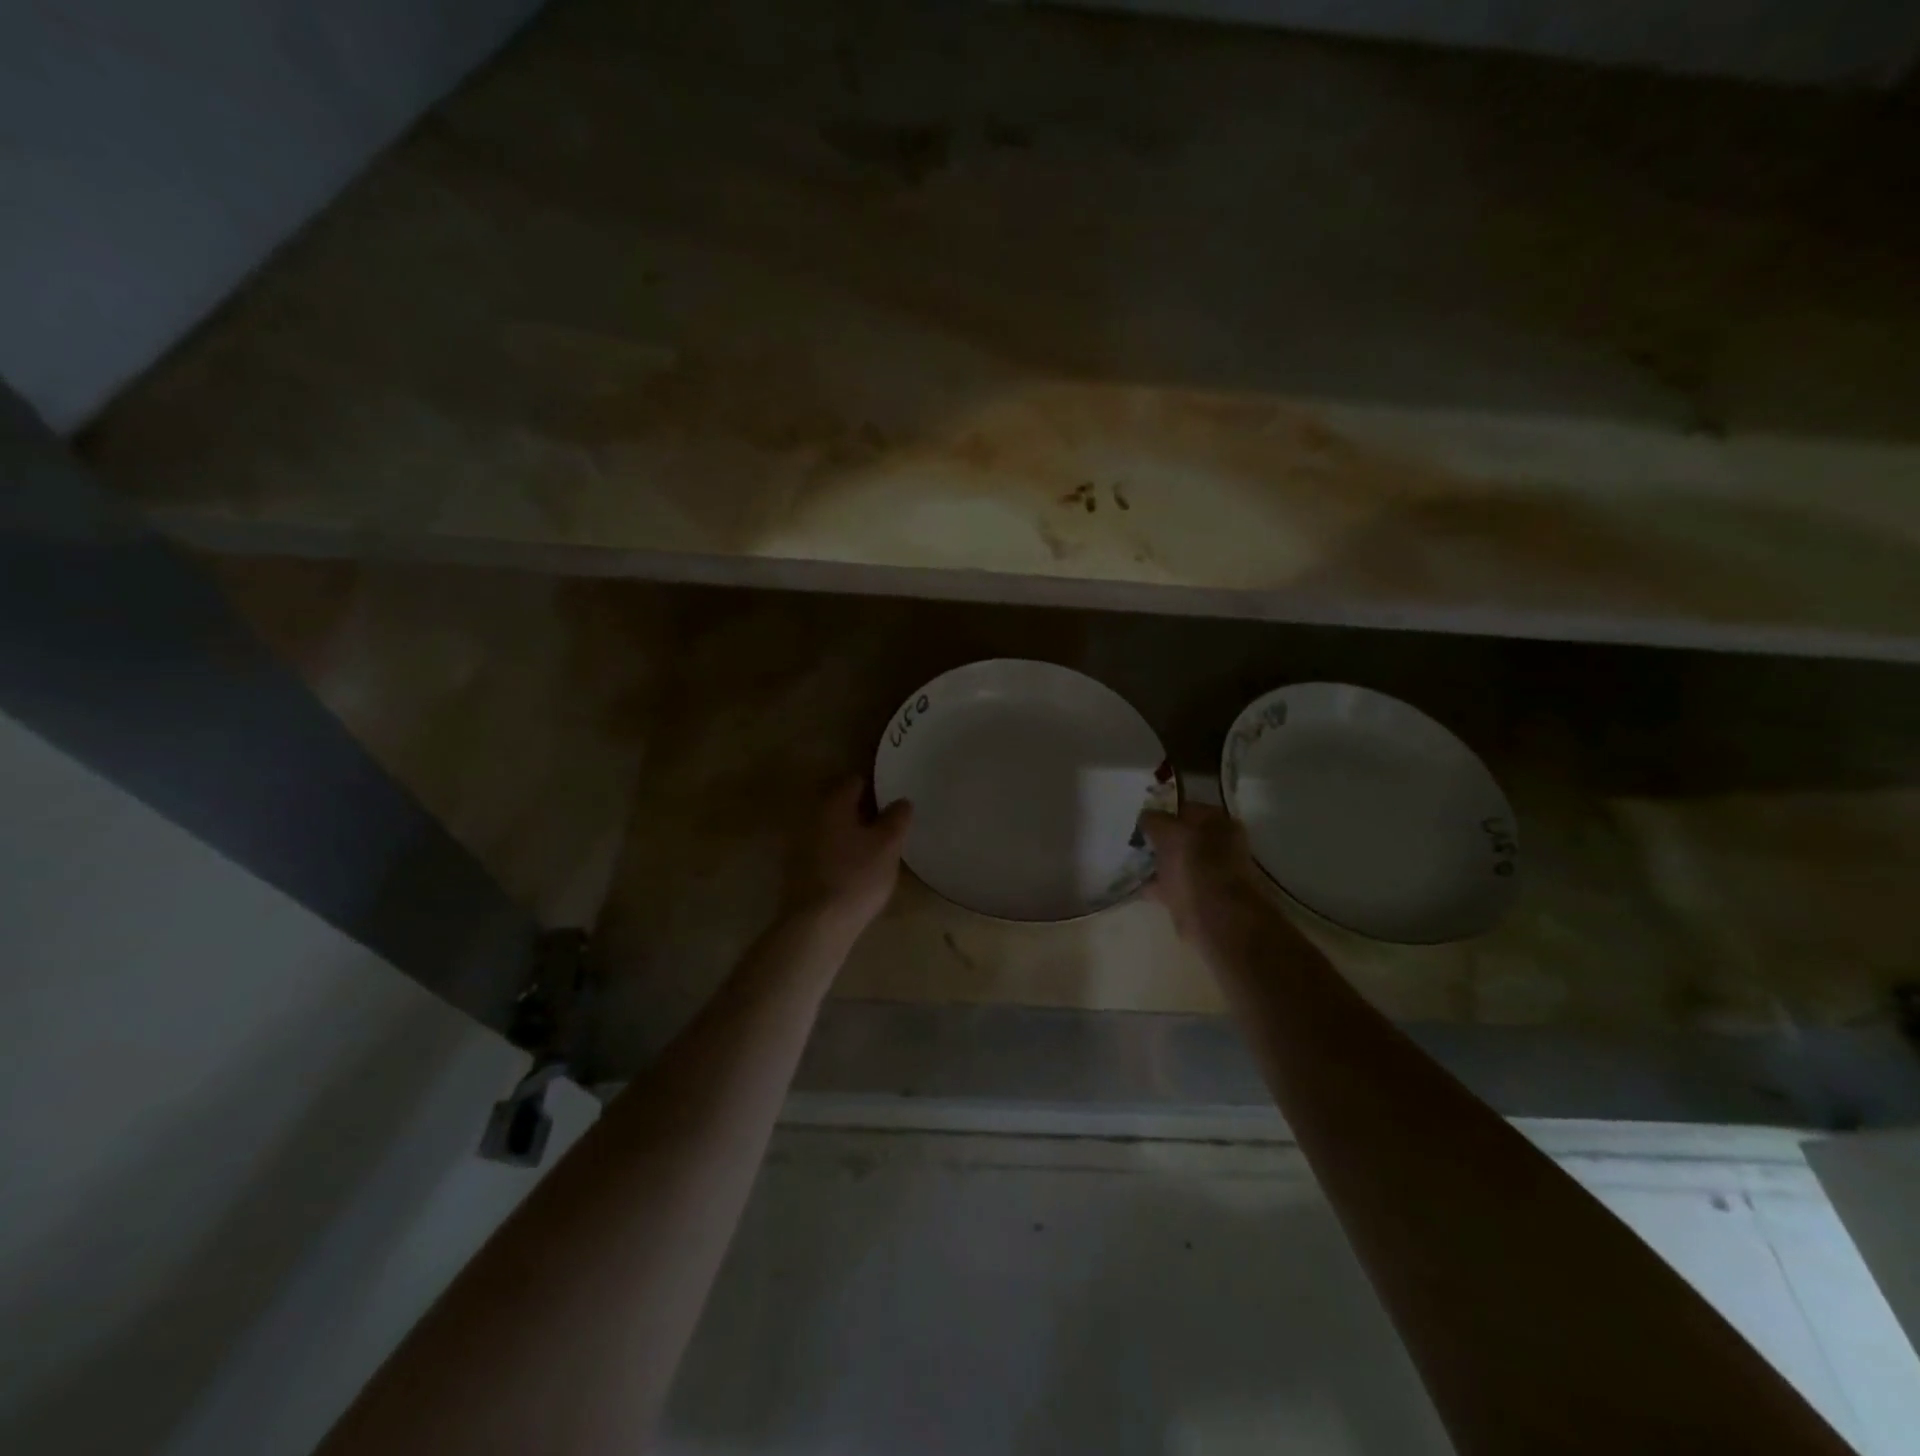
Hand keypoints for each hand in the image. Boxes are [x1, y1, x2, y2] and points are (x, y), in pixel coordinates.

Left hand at [783, 777, 912, 938]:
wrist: (817, 925)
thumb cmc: (856, 877)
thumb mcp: (888, 845)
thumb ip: (897, 818)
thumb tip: (901, 801)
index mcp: (834, 805)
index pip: (856, 781)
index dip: (878, 787)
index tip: (895, 799)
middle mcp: (813, 818)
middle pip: (843, 806)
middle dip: (865, 812)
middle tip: (891, 824)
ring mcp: (801, 845)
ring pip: (834, 830)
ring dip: (853, 834)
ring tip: (877, 849)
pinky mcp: (798, 871)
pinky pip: (826, 852)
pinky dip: (841, 854)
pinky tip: (857, 870)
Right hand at [1139, 803, 1263, 943]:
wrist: (1216, 918)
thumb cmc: (1194, 866)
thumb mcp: (1168, 833)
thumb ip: (1154, 820)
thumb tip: (1145, 817)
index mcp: (1216, 821)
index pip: (1183, 808)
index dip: (1160, 812)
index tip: (1138, 822)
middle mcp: (1219, 843)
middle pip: (1181, 836)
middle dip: (1159, 840)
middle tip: (1133, 843)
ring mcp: (1211, 872)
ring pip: (1177, 861)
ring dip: (1158, 863)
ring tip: (1131, 864)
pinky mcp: (1201, 897)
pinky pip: (1173, 885)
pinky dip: (1158, 886)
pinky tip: (1138, 886)